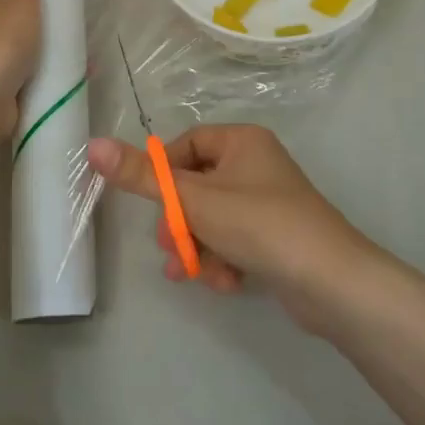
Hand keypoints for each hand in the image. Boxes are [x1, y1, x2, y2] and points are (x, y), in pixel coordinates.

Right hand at [86, 124, 371, 325]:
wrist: (332, 283)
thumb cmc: (261, 225)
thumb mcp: (195, 200)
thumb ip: (142, 177)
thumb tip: (92, 145)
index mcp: (241, 141)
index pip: (186, 146)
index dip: (164, 175)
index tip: (153, 204)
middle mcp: (255, 164)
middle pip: (196, 186)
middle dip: (180, 221)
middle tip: (171, 246)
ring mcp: (267, 201)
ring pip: (211, 218)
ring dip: (198, 246)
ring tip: (195, 273)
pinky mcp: (274, 236)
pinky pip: (233, 239)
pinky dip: (222, 259)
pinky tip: (226, 283)